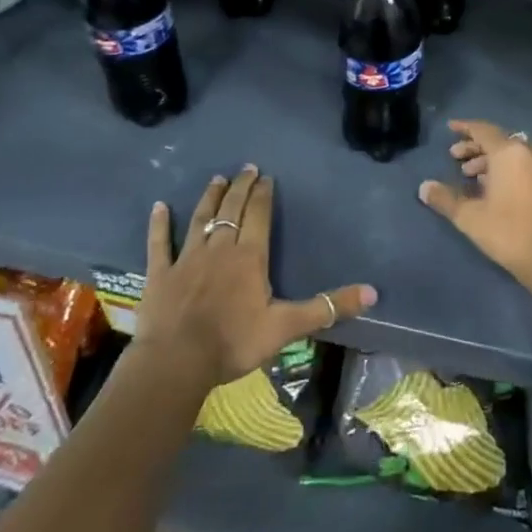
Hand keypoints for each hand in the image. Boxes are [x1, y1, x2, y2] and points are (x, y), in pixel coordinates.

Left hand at [138, 166, 376, 387]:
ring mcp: (186, 258)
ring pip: (200, 219)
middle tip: (246, 168)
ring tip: (216, 179)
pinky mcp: (160, 274)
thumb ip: (327, 307)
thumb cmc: (234, 343)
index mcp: (250, 257)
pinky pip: (159, 243)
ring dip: (209, 198)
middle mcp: (219, 248)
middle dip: (240, 187)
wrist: (177, 362)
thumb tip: (372, 293)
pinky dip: (159, 224)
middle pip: (231, 210)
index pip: (258, 216)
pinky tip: (159, 207)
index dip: (263, 195)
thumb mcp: (287, 327)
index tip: (266, 178)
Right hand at [418, 120, 531, 288]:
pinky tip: (497, 190)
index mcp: (510, 153)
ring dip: (492, 161)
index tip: (450, 128)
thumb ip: (446, 199)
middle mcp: (531, 153)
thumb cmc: (509, 232)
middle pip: (500, 141)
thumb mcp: (470, 217)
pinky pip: (528, 167)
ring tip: (473, 177)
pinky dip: (510, 171)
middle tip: (456, 159)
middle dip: (476, 148)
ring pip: (515, 155)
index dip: (465, 128)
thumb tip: (424, 187)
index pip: (484, 130)